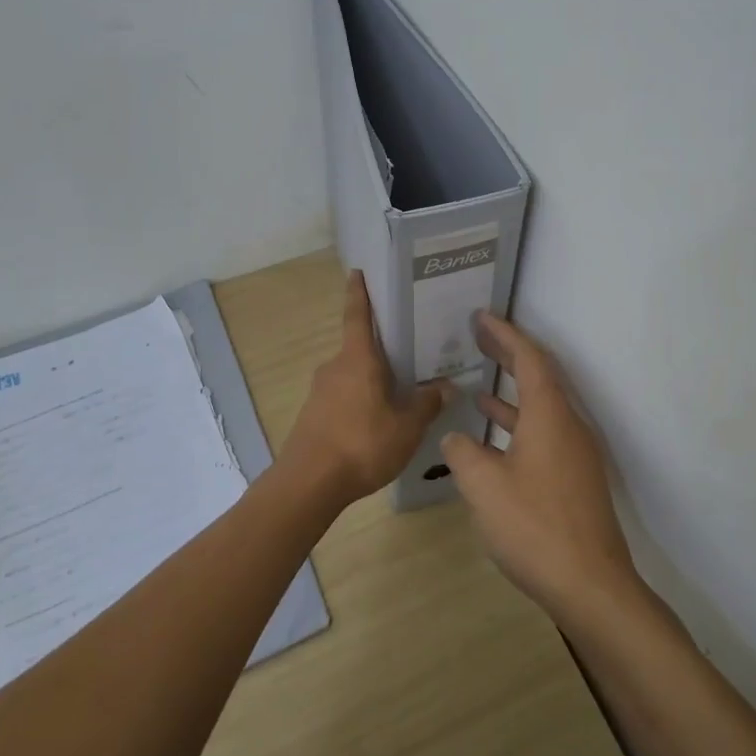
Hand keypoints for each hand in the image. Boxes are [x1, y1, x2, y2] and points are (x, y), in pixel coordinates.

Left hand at [279, 270, 452, 509]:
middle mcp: (335, 367)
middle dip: (381, 350)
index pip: (358, 316)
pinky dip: (360, 401)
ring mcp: (320, 392)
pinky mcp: (313, 415)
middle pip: (360, 349)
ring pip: (352, 376)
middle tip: (409, 352)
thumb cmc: (362, 444)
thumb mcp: (407, 427)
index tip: (356, 272)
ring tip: (400, 393)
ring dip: (372, 380)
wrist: (309, 483)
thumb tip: (446, 386)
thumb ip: (427, 404)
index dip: (359, 293)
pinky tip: (376, 422)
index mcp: (357, 359)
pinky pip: (343, 397)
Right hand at [439, 313, 641, 620]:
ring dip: (511, 393)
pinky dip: (518, 425)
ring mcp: (575, 453)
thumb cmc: (534, 526)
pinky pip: (544, 433)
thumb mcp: (484, 486)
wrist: (590, 585)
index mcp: (550, 416)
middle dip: (508, 355)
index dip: (505, 334)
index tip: (481, 316)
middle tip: (477, 337)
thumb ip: (463, 453)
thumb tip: (456, 437)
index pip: (530, 358)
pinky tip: (492, 438)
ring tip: (477, 384)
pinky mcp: (574, 478)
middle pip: (539, 377)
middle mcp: (568, 426)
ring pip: (541, 408)